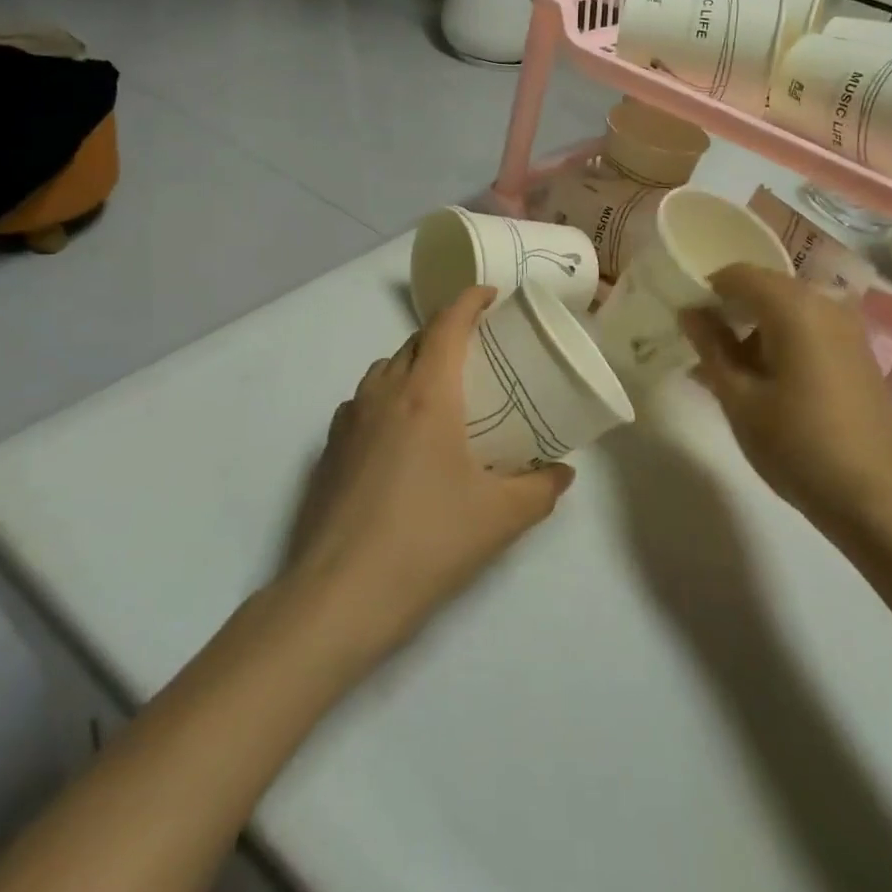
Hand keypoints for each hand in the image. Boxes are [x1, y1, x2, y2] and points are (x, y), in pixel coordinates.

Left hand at [281, 286, 573, 661]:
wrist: (339, 596)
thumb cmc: (427, 542)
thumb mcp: (500, 518)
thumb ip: (540, 489)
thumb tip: (563, 473)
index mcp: (426, 394)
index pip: (446, 324)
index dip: (469, 301)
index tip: (490, 295)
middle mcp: (383, 393)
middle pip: (414, 341)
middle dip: (445, 333)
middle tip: (478, 350)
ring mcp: (349, 420)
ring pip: (384, 369)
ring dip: (413, 363)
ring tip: (441, 391)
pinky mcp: (328, 449)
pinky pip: (363, 401)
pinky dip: (387, 397)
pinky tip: (401, 436)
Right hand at [681, 266, 891, 535]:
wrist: (877, 498)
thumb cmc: (798, 445)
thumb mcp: (739, 399)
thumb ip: (711, 347)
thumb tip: (690, 312)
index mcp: (794, 307)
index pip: (738, 274)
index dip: (705, 289)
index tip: (684, 320)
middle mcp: (825, 304)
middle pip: (764, 287)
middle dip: (729, 309)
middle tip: (700, 346)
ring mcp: (847, 328)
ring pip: (786, 309)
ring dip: (752, 327)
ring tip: (726, 370)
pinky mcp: (856, 352)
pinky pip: (807, 328)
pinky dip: (779, 340)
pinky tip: (762, 380)